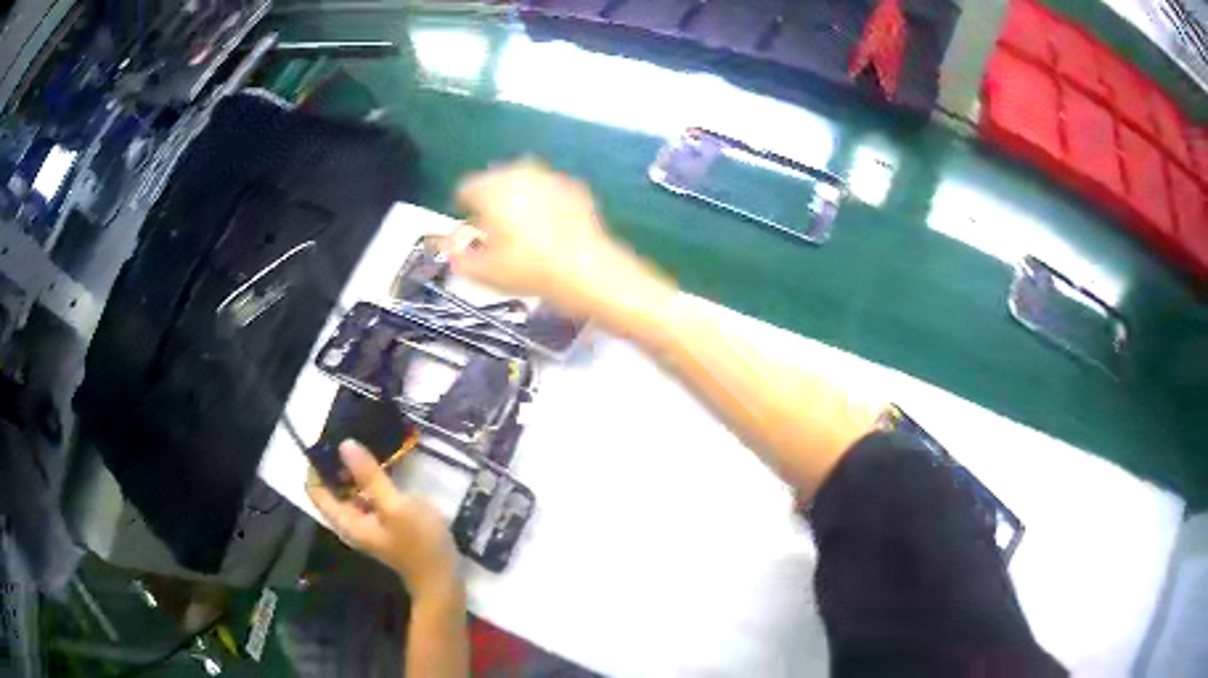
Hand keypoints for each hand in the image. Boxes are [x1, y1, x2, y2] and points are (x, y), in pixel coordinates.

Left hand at [308, 441, 458, 598]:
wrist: (442, 577)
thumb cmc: (419, 543)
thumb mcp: (395, 506)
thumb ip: (370, 476)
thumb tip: (344, 444)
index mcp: (346, 520)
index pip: (315, 489)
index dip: (316, 465)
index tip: (328, 439)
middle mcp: (350, 520)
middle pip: (330, 487)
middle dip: (335, 462)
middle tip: (350, 433)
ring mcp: (366, 521)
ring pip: (349, 489)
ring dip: (354, 469)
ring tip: (365, 441)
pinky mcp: (382, 520)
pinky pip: (366, 494)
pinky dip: (369, 479)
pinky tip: (384, 464)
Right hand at [452, 159, 664, 319]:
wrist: (587, 269)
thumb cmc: (529, 269)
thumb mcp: (484, 272)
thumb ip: (458, 257)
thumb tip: (451, 249)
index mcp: (491, 188)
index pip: (466, 188)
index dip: (464, 209)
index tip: (470, 229)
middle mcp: (519, 172)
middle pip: (494, 180)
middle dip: (491, 201)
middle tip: (496, 231)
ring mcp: (550, 176)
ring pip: (523, 182)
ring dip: (518, 198)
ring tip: (523, 230)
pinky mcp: (574, 186)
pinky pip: (549, 190)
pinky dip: (545, 203)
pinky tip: (551, 228)